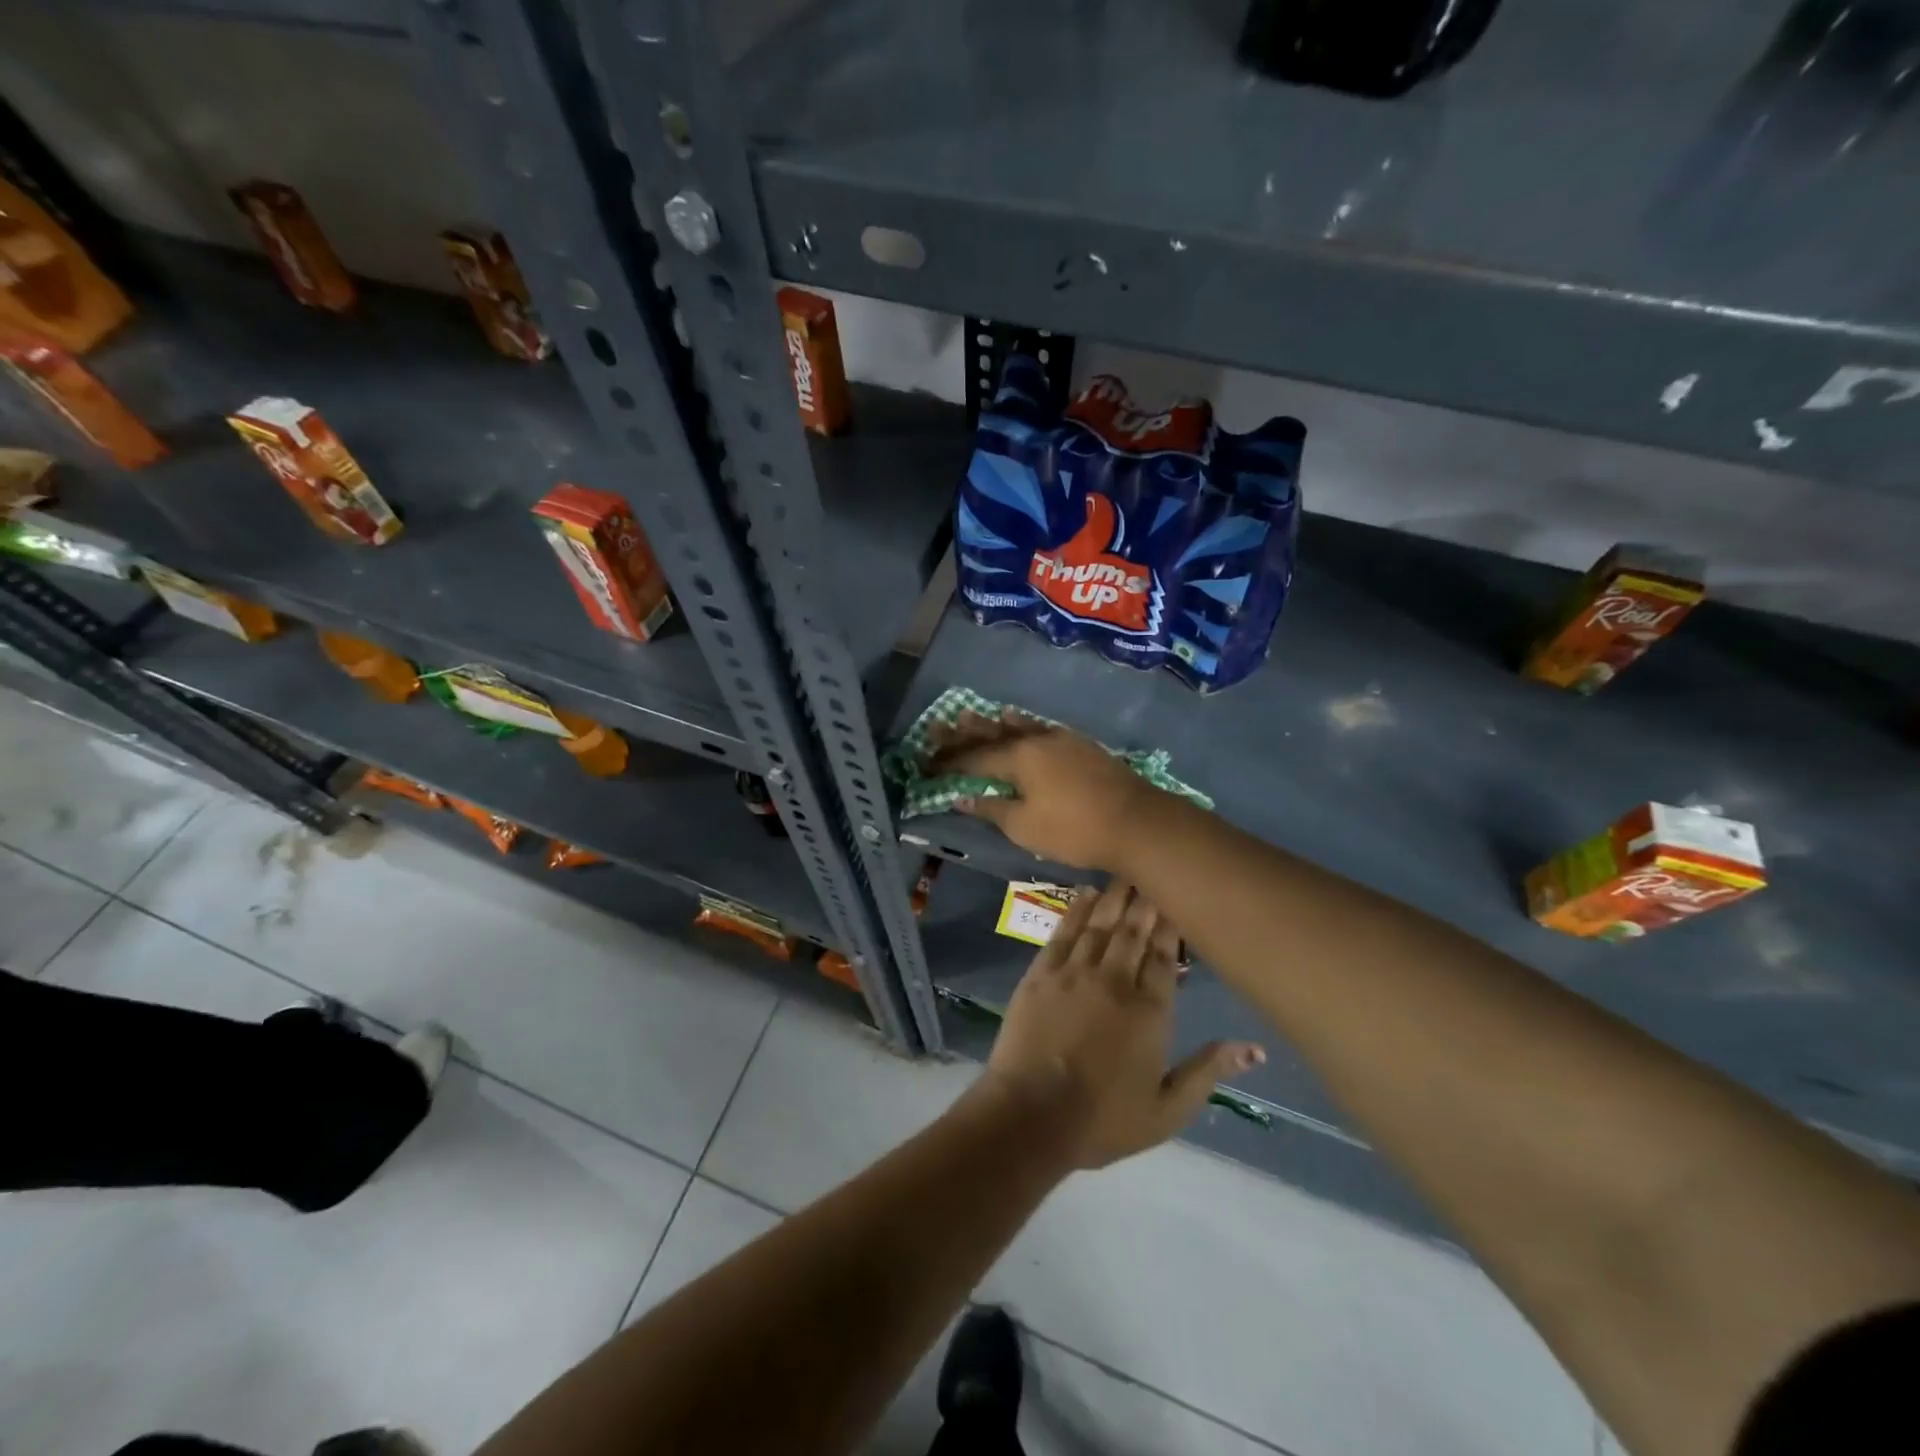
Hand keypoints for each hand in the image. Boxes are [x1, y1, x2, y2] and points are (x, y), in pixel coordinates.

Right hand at [929, 711, 1154, 870]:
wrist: (1137, 822)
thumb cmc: (1074, 829)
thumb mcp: (1024, 826)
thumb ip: (991, 808)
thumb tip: (961, 796)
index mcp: (1018, 757)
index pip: (973, 757)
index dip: (947, 761)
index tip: (926, 763)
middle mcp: (1036, 739)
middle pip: (993, 734)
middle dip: (964, 733)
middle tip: (939, 725)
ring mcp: (1062, 739)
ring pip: (1019, 727)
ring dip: (993, 723)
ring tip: (973, 714)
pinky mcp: (1081, 746)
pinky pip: (1040, 729)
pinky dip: (1023, 726)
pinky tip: (1023, 724)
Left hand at [977, 882, 1264, 1169]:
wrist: (1030, 1116)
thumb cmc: (1103, 1121)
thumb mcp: (1168, 1110)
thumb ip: (1208, 1071)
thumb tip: (1255, 1048)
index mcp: (1150, 1011)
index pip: (1167, 957)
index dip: (1173, 927)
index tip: (1179, 901)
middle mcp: (1114, 980)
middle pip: (1135, 931)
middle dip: (1147, 902)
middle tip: (1155, 872)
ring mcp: (1074, 973)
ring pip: (1101, 924)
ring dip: (1115, 896)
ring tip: (1126, 872)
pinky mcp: (1040, 973)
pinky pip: (1063, 932)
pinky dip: (1076, 910)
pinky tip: (1085, 893)